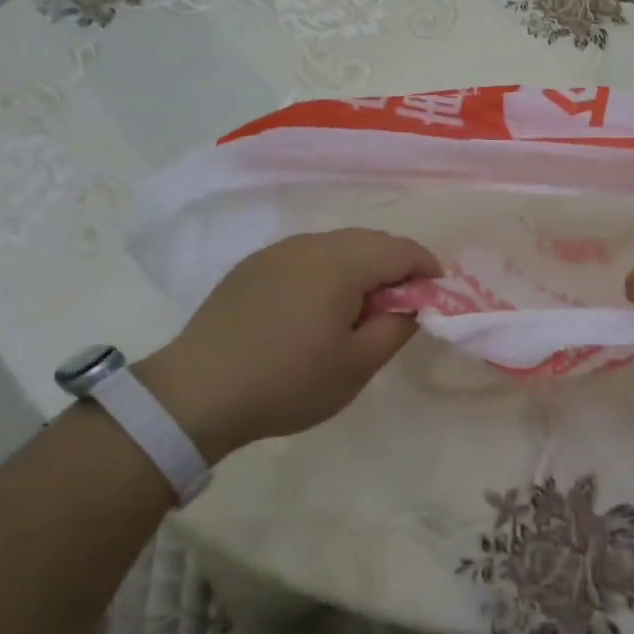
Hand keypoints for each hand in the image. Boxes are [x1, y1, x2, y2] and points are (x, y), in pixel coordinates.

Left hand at [132, 229, 438, 458]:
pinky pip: (307, 254)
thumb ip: (396, 327)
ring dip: (362, 266)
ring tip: (359, 307)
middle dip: (396, 266)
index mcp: (342, 263)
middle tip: (401, 306)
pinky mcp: (254, 265)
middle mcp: (312, 243)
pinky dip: (328, 270)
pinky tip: (317, 306)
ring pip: (338, 244)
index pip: (402, 249)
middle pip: (371, 240)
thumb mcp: (357, 366)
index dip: (428, 269)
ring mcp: (278, 251)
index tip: (436, 298)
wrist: (197, 392)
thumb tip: (413, 303)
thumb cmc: (287, 382)